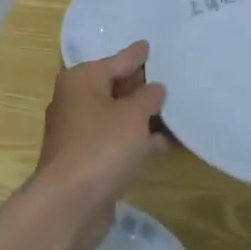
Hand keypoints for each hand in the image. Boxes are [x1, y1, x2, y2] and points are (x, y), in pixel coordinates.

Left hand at [32, 41, 169, 249]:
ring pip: (120, 116)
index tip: (153, 45)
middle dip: (144, 86)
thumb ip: (148, 97)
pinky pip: (120, 141)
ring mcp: (82, 133)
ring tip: (180, 110)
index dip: (138, 55)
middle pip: (117, 87)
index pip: (117, 60)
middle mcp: (77, 102)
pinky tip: (170, 144)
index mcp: (82, 80)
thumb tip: (155, 89)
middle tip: (174, 77)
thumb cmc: (101, 146)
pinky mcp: (90, 160)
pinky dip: (141, 140)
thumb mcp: (133, 115)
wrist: (70, 205)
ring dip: (146, 116)